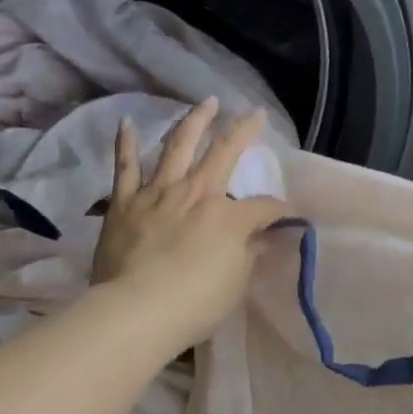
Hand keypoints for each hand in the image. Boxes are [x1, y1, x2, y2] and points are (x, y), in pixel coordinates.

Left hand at [91, 99, 292, 350]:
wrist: (136, 311)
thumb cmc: (195, 303)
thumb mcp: (236, 283)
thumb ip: (249, 254)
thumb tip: (263, 238)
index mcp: (228, 216)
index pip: (264, 207)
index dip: (279, 210)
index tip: (288, 217)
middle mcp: (196, 193)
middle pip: (224, 152)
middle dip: (243, 130)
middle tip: (253, 112)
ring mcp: (158, 193)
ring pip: (177, 146)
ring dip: (194, 121)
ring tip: (206, 102)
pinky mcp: (124, 202)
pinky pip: (125, 167)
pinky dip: (127, 143)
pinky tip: (128, 122)